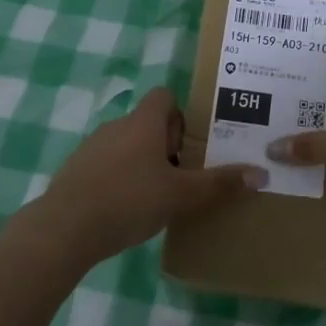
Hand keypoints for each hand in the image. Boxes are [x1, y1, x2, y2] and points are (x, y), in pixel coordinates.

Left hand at [35, 87, 261, 267]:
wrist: (64, 228)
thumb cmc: (129, 200)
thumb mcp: (181, 195)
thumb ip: (219, 185)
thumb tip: (261, 174)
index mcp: (144, 122)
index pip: (164, 96)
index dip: (180, 114)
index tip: (190, 144)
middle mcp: (117, 125)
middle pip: (147, 123)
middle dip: (165, 145)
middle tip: (181, 176)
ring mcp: (91, 147)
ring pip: (125, 146)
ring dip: (141, 164)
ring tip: (155, 198)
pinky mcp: (75, 172)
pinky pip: (104, 167)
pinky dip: (117, 181)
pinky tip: (124, 212)